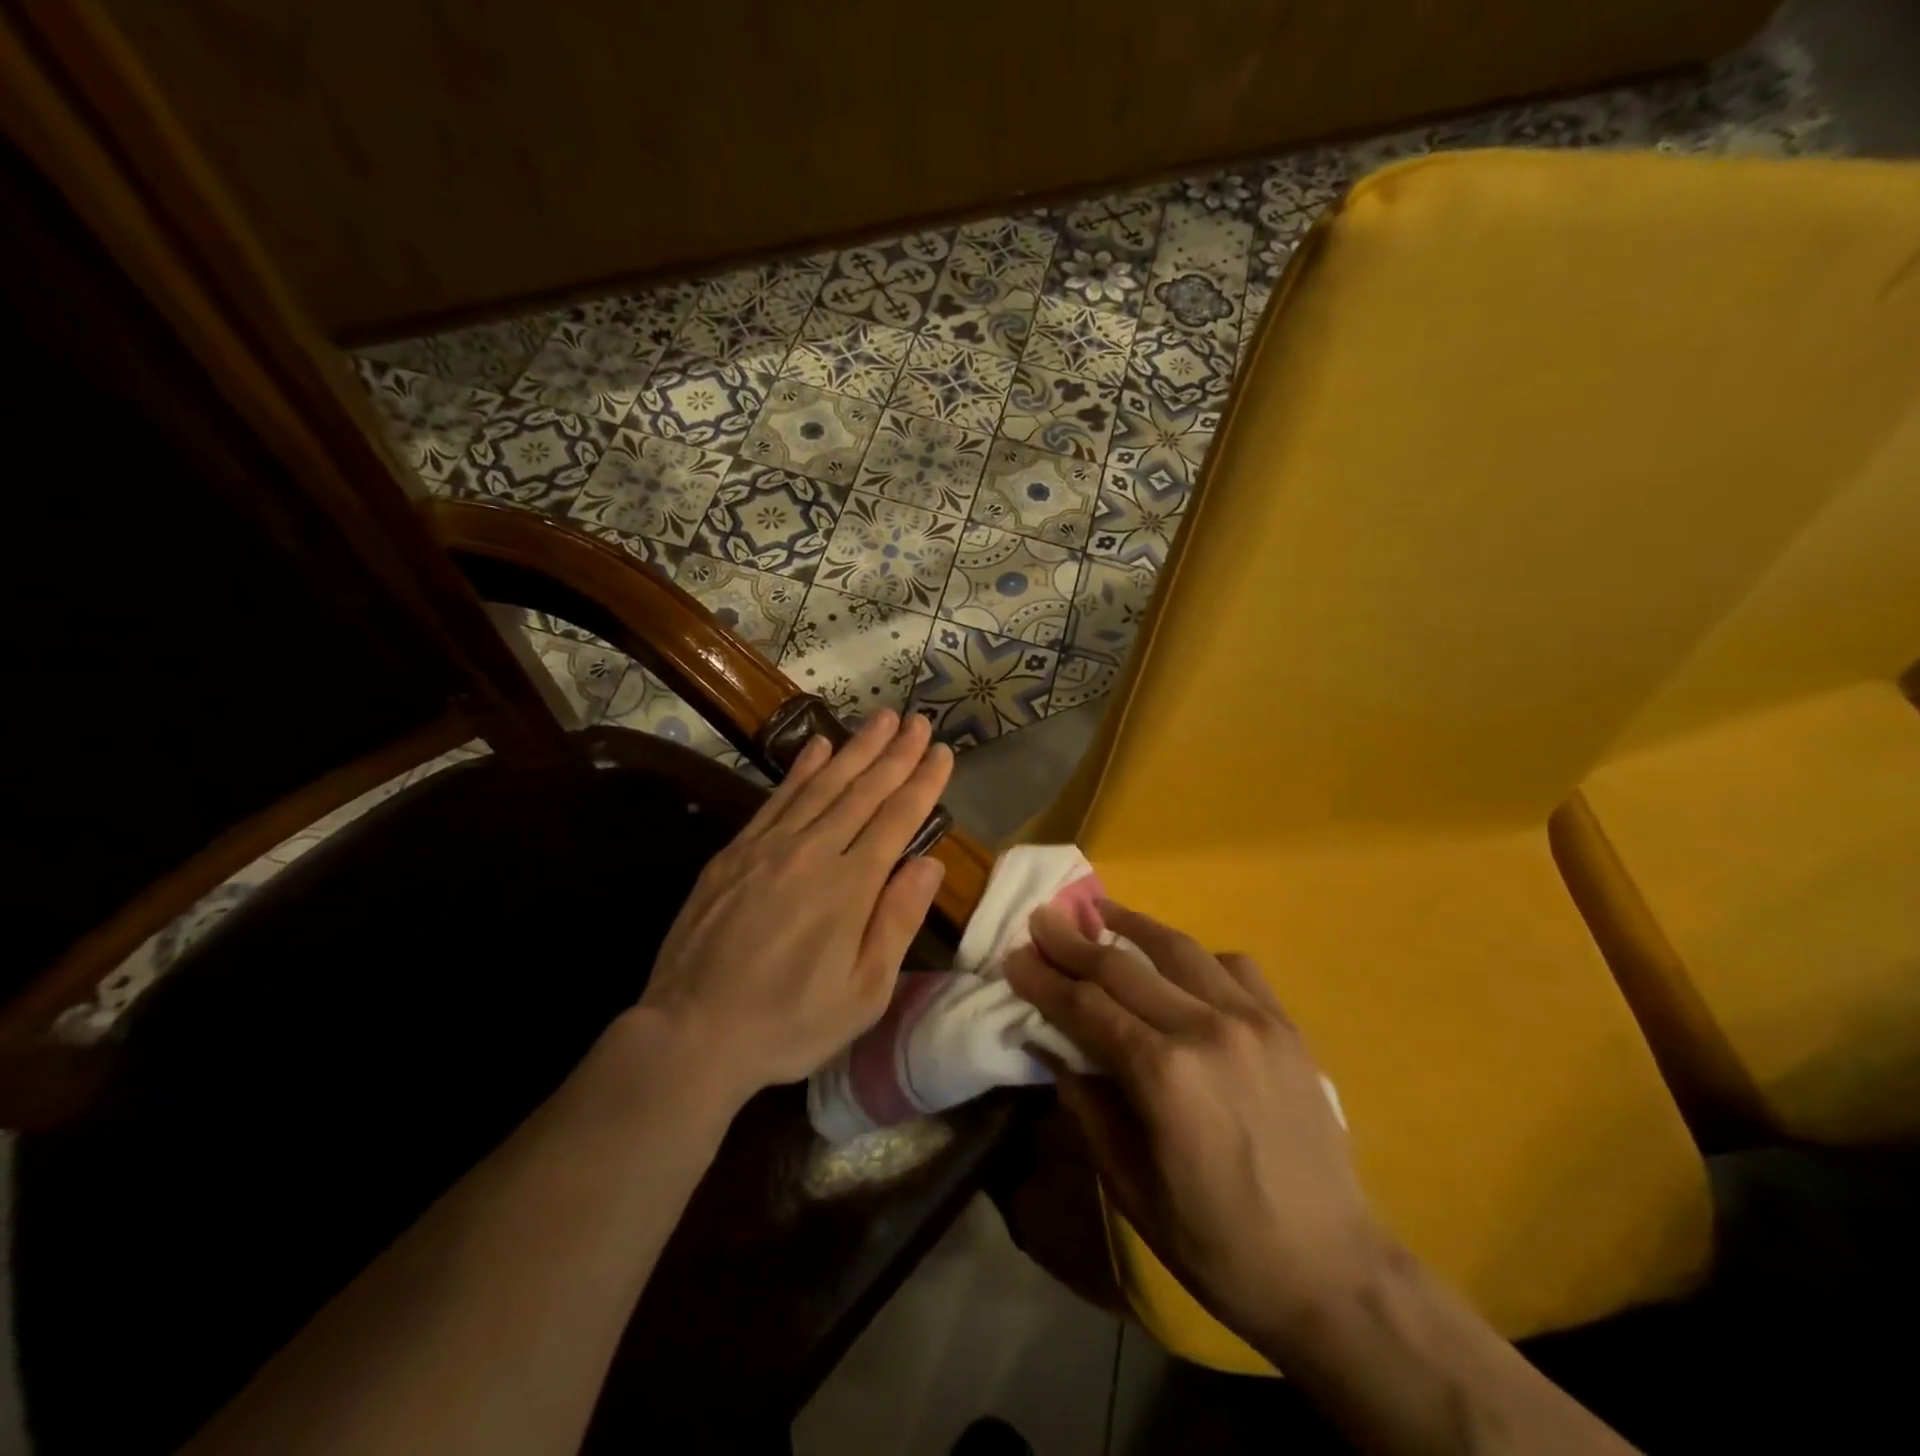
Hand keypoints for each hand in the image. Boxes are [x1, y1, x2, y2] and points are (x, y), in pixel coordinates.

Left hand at [638, 710, 951, 1104]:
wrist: (691, 1033)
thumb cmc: (789, 1023)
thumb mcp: (863, 992)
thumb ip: (897, 921)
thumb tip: (930, 863)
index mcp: (850, 886)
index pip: (897, 818)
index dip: (923, 782)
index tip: (943, 751)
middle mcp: (812, 852)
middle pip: (863, 790)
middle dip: (896, 753)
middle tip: (919, 721)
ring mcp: (769, 847)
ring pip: (822, 784)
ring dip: (856, 748)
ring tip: (882, 718)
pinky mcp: (735, 852)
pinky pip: (777, 798)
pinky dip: (801, 769)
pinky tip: (818, 746)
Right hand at [1005, 900, 1384, 1350]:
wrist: (1333, 1273)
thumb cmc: (1218, 1244)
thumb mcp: (1131, 1188)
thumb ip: (1088, 1106)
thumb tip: (1052, 1047)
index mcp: (1163, 1075)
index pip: (1085, 1007)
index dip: (1044, 979)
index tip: (1015, 955)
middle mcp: (1206, 1030)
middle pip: (1122, 968)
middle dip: (1073, 942)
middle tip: (1042, 919)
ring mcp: (1253, 1020)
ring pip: (1179, 949)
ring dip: (1132, 925)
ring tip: (1100, 910)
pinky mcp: (1286, 1026)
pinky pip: (1235, 966)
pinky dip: (1197, 955)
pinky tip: (1179, 962)